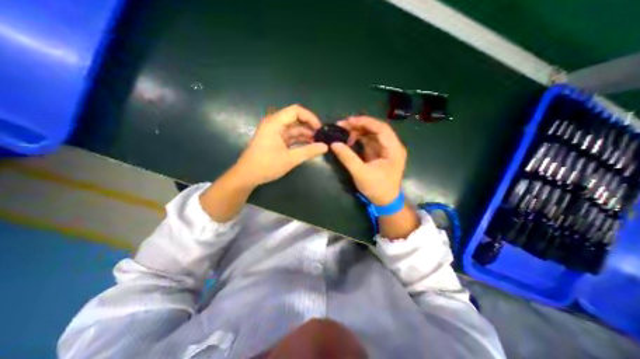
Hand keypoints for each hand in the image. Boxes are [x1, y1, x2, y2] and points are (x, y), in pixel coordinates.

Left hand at [233, 103, 326, 186]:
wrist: (247, 176)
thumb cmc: (266, 165)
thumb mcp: (290, 159)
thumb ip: (309, 151)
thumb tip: (325, 147)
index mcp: (275, 123)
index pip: (296, 111)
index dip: (310, 117)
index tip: (320, 129)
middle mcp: (274, 124)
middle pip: (295, 119)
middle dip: (309, 126)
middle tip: (322, 136)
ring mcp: (274, 132)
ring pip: (293, 128)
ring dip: (305, 134)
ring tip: (318, 142)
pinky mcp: (275, 140)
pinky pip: (290, 136)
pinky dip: (299, 140)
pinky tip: (309, 145)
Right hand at [330, 117, 404, 204]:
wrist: (385, 202)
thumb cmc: (377, 188)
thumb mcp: (360, 173)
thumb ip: (347, 158)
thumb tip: (333, 144)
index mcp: (393, 149)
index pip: (381, 128)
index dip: (365, 122)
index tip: (349, 121)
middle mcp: (392, 146)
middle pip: (376, 129)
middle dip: (360, 125)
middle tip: (343, 125)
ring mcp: (386, 150)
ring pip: (372, 134)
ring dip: (359, 131)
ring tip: (344, 131)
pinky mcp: (380, 154)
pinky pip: (369, 142)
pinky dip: (359, 139)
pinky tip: (349, 139)